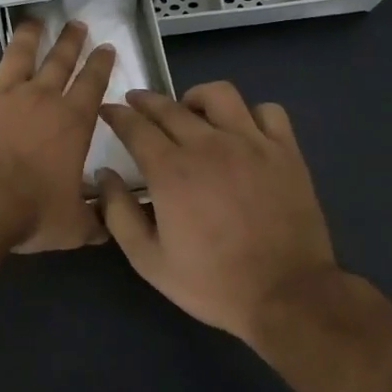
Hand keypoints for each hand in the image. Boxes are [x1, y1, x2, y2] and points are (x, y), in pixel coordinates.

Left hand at [0, 20, 114, 252]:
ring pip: (17, 55)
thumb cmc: (30, 211)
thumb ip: (93, 221)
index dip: (101, 64)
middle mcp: (39, 97)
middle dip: (70, 41)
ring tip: (33, 23)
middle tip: (76, 24)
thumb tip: (111, 225)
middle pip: (59, 61)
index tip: (106, 46)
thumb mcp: (73, 226)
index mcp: (71, 122)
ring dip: (26, 37)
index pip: (92, 84)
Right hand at [96, 83, 335, 343]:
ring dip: (196, 98)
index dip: (116, 114)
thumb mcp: (148, 260)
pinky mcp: (285, 152)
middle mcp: (208, 145)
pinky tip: (242, 131)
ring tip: (191, 112)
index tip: (107, 110)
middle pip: (169, 106)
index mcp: (171, 170)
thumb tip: (105, 175)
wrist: (287, 297)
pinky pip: (268, 112)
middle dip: (145, 101)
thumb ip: (118, 213)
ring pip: (219, 94)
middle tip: (136, 104)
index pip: (134, 126)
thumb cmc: (212, 283)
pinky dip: (250, 115)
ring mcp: (251, 144)